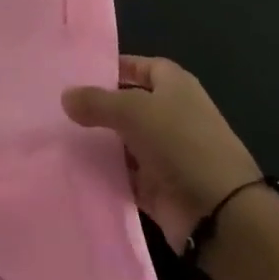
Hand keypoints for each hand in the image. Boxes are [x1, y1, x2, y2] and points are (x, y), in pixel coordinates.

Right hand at [62, 55, 261, 251]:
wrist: (220, 213)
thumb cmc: (180, 143)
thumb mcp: (134, 111)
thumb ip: (97, 102)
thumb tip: (65, 96)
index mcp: (174, 85)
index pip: (139, 66)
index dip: (113, 68)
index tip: (77, 74)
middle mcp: (171, 115)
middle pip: (129, 105)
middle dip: (99, 107)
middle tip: (58, 107)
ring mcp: (165, 153)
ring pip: (124, 142)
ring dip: (99, 143)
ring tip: (58, 137)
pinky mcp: (158, 188)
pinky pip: (125, 176)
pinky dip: (106, 174)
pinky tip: (74, 170)